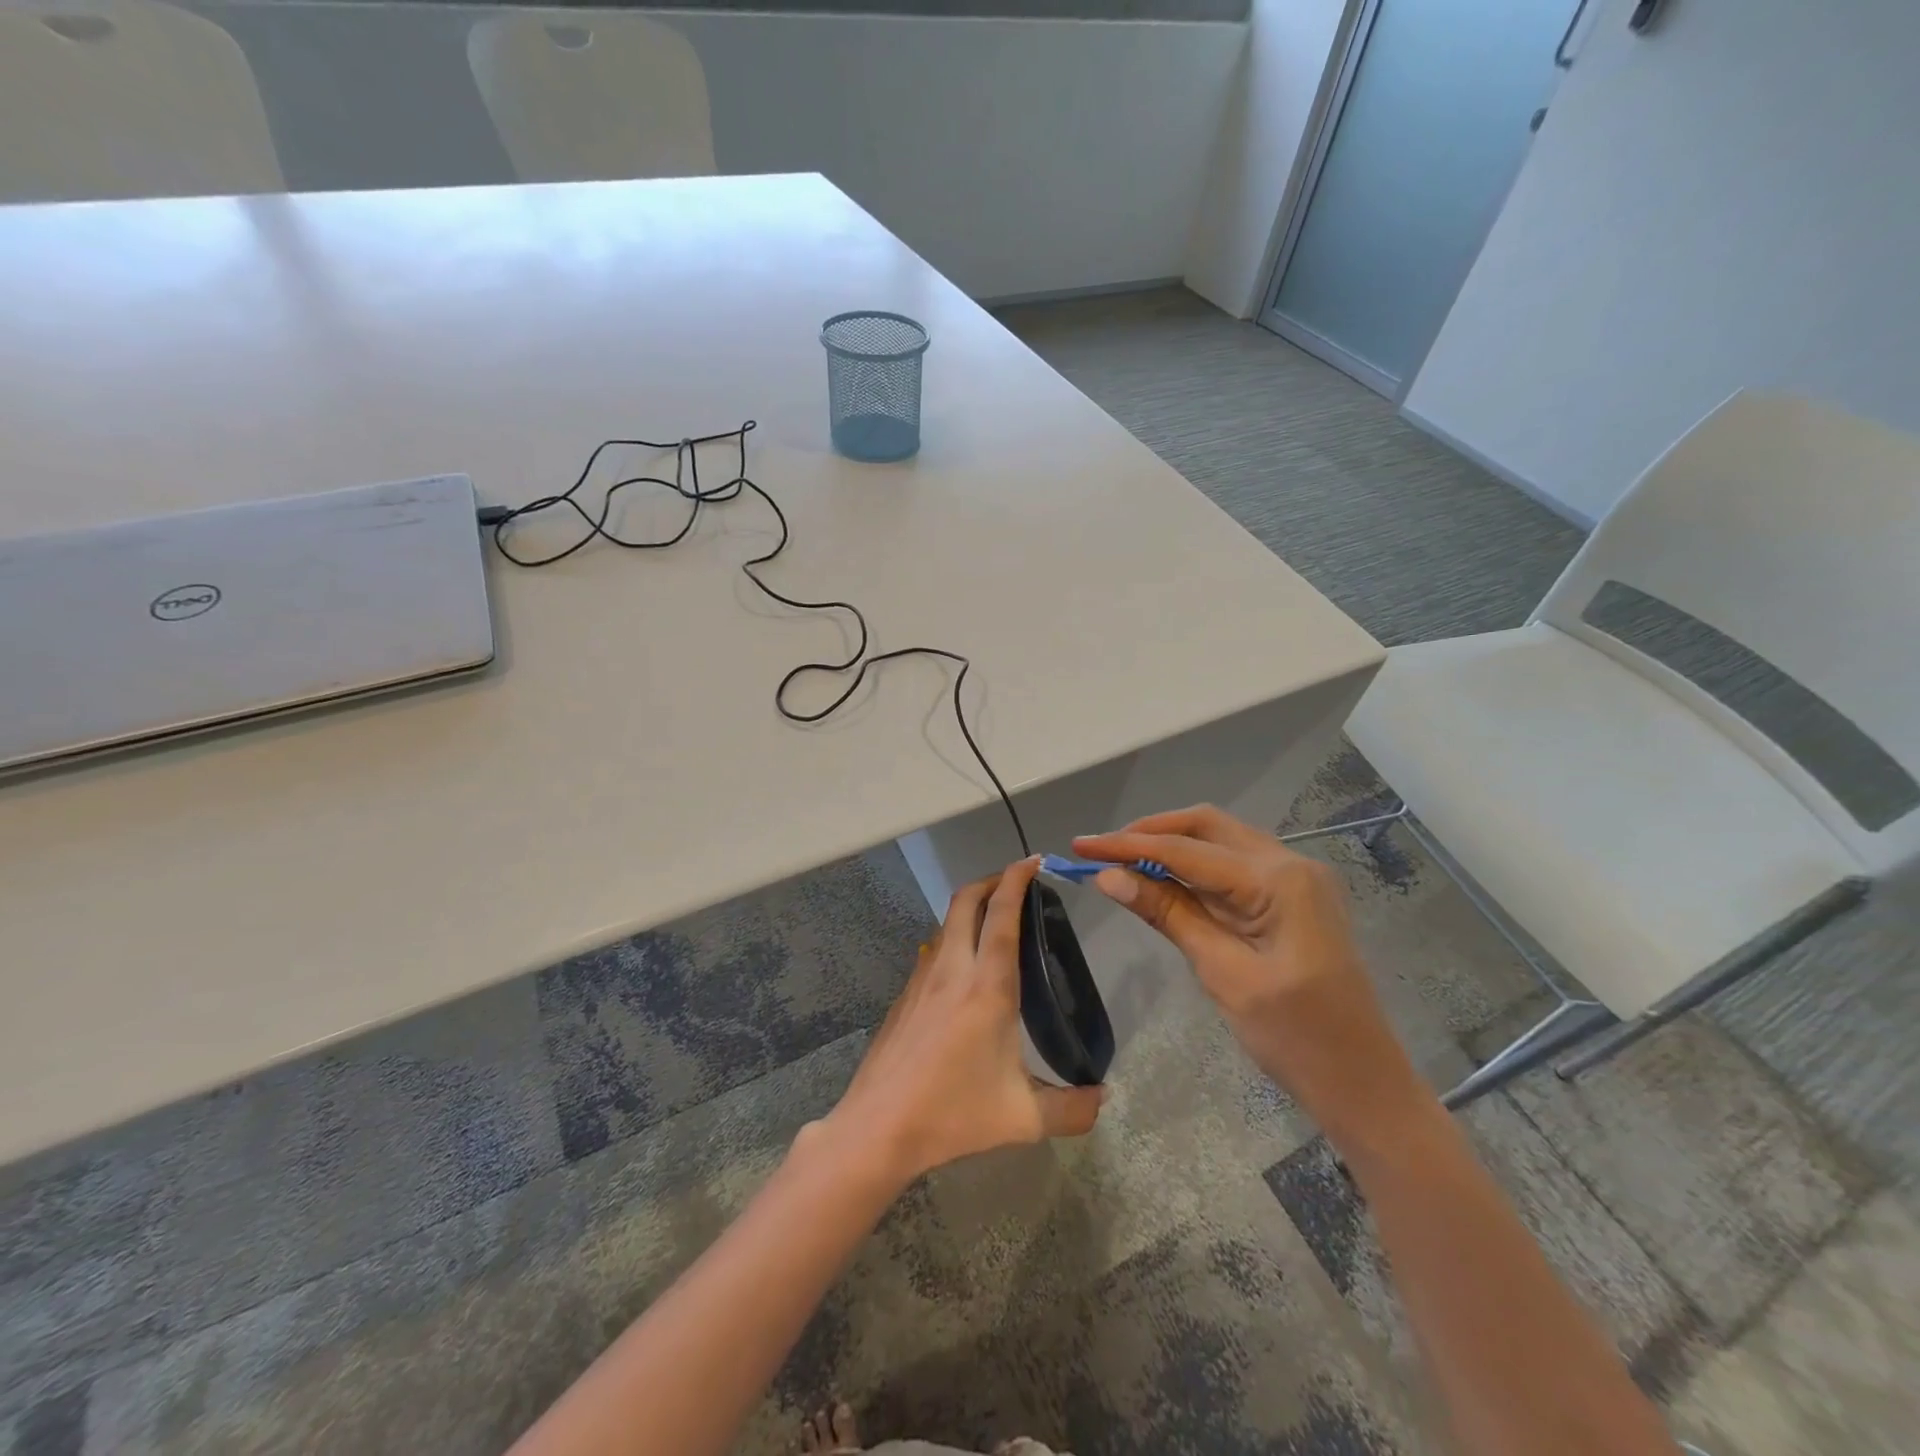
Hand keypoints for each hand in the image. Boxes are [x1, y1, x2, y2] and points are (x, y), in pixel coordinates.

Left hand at [822, 857, 1104, 1187]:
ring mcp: (922, 979)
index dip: (1016, 880)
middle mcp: (952, 970)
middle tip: (1017, 882)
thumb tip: (1103, 1099)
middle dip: (991, 880)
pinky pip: (933, 950)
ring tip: (995, 921)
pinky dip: (954, 937)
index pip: (1001, 915)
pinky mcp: (905, 995)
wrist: (878, 1127)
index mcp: (986, 988)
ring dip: (971, 907)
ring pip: (946, 922)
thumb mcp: (1023, 1119)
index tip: (1033, 862)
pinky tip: (965, 970)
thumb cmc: (952, 1115)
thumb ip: (1071, 1109)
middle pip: (966, 901)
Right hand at [1073, 806, 1425, 1138]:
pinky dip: (1194, 868)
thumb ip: (1168, 914)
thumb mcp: (1223, 973)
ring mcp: (1296, 879)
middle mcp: (1290, 863)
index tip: (1080, 846)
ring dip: (1171, 847)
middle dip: (1150, 833)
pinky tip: (1163, 880)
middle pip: (1206, 827)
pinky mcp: (1293, 898)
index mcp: (1279, 879)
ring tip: (1121, 862)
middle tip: (1101, 850)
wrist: (1364, 1085)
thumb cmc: (1295, 1038)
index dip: (1127, 846)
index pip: (1186, 850)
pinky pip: (1233, 867)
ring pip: (1220, 841)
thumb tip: (1109, 877)